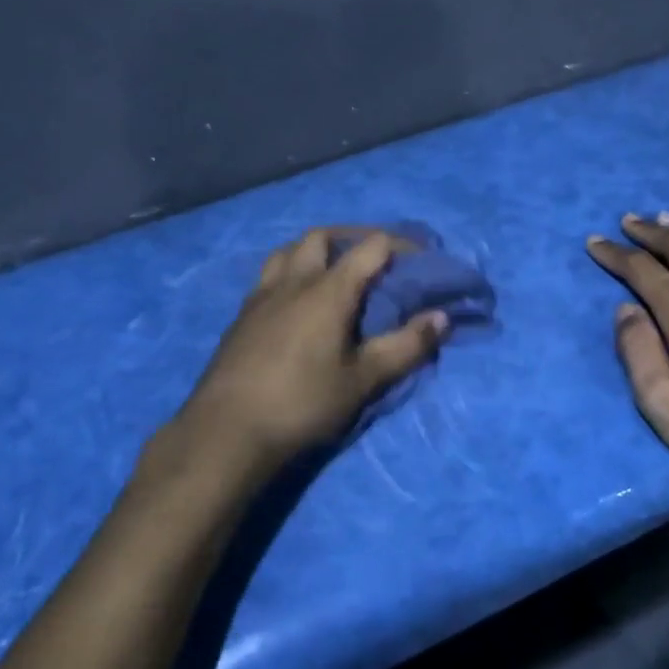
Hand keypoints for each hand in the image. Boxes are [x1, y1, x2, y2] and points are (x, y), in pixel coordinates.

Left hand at [170, 228, 448, 481]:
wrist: (227, 431)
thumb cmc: (303, 403)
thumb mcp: (364, 380)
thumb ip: (406, 346)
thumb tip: (442, 317)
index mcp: (328, 290)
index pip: (371, 247)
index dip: (400, 244)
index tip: (421, 255)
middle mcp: (294, 281)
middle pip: (323, 236)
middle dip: (353, 237)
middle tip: (374, 257)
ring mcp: (262, 296)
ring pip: (289, 251)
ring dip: (316, 250)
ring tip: (333, 270)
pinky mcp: (242, 315)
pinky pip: (270, 275)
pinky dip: (291, 272)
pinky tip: (296, 301)